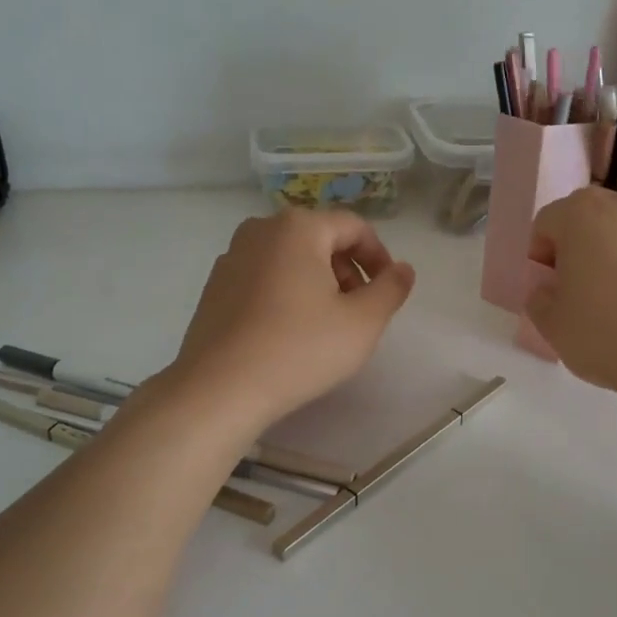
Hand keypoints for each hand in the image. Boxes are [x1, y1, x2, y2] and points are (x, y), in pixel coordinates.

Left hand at [167, 208, 416, 433]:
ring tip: (326, 325)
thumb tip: (402, 270)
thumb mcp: (363, 322)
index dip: (379, 257)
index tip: (388, 291)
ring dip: (317, 282)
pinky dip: (286, 293)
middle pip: (320, 239)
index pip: (354, 227)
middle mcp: (260, 230)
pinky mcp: (214, 286)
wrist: (219, 389)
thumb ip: (391, 289)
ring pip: (290, 258)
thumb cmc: (299, 349)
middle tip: (359, 311)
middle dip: (347, 270)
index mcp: (298, 227)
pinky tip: (289, 332)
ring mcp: (231, 257)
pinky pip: (263, 277)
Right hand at [526, 187, 616, 401]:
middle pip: (585, 222)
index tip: (548, 291)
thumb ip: (539, 298)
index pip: (545, 225)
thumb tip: (550, 289)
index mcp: (580, 212)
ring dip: (610, 258)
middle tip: (576, 293)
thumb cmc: (605, 331)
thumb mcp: (551, 323)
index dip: (539, 259)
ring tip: (613, 303)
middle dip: (576, 251)